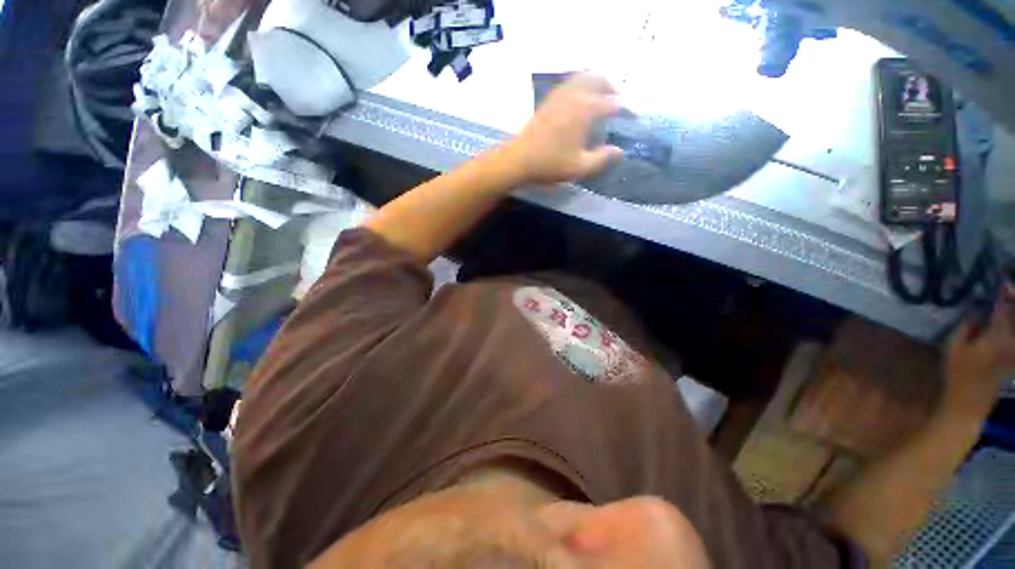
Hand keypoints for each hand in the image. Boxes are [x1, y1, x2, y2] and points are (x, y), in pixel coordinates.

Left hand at [504, 73, 623, 184]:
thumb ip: (602, 159)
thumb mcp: (579, 167)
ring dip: (596, 82)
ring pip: (582, 77)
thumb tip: (620, 152)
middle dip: (612, 87)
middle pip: (598, 79)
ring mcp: (559, 96)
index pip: (612, 103)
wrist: (519, 160)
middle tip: (619, 100)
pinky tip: (580, 100)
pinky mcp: (548, 101)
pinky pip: (569, 84)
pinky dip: (580, 85)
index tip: (635, 116)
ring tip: (602, 96)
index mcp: (585, 110)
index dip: (626, 109)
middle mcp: (574, 96)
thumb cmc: (549, 164)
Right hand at [942, 286, 1014, 418]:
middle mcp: (1010, 341)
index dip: (1004, 293)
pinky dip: (1012, 329)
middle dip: (1012, 302)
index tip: (1003, 280)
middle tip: (1010, 288)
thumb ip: (966, 327)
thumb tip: (976, 309)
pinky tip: (1009, 325)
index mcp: (995, 336)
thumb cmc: (957, 374)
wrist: (969, 402)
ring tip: (1009, 302)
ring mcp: (1014, 351)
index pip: (1003, 309)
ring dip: (1013, 316)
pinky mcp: (1014, 358)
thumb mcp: (953, 349)